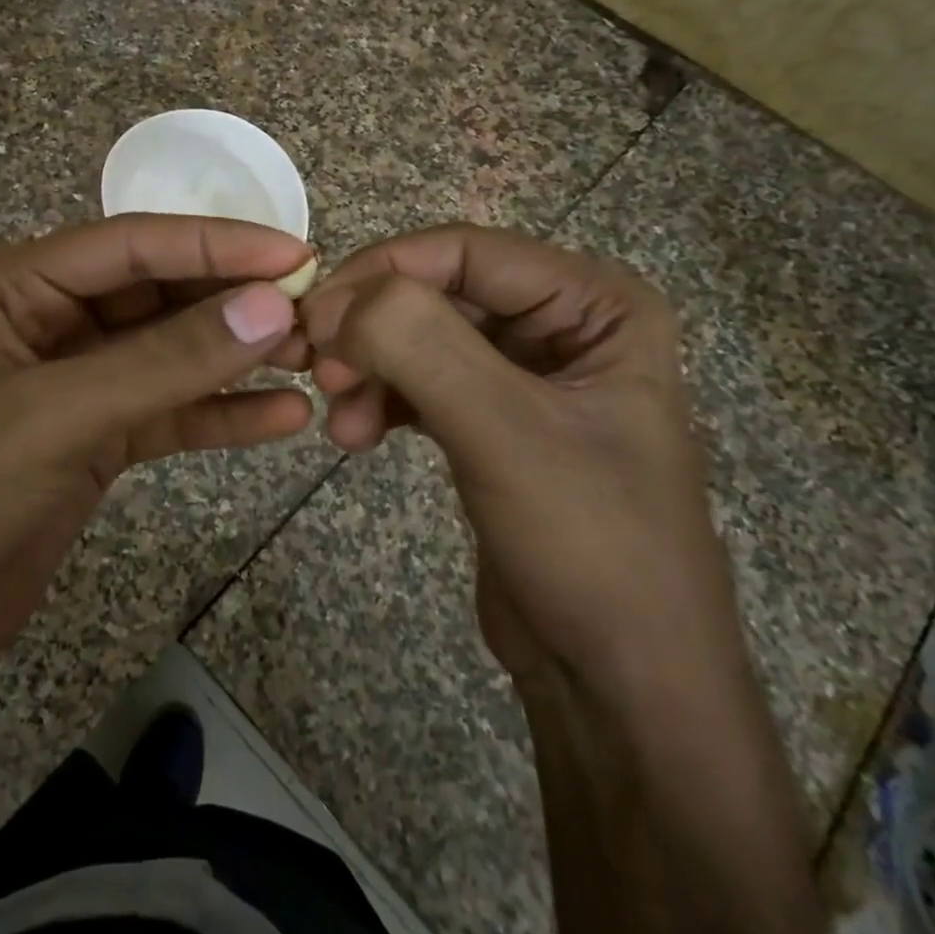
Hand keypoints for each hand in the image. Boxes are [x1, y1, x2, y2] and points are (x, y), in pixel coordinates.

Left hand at [0, 215, 314, 700]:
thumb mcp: (55, 415)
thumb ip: (165, 362)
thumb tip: (271, 306)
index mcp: (20, 286)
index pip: (134, 246)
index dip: (216, 245)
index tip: (296, 255)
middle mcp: (52, 321)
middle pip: (160, 294)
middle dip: (234, 301)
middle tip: (317, 310)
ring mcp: (78, 383)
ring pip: (172, 353)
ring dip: (238, 354)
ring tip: (312, 358)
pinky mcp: (97, 440)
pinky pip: (171, 413)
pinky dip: (222, 414)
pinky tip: (283, 419)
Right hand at [299, 224, 745, 708]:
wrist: (618, 682)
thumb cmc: (589, 546)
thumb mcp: (505, 433)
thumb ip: (423, 346)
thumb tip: (337, 300)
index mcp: (595, 303)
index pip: (466, 251)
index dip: (383, 271)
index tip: (316, 316)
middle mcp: (562, 324)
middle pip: (437, 292)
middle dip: (371, 329)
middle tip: (317, 369)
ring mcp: (524, 373)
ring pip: (419, 338)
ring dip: (369, 369)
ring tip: (340, 421)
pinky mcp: (490, 418)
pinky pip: (420, 382)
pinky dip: (380, 399)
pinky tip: (354, 434)